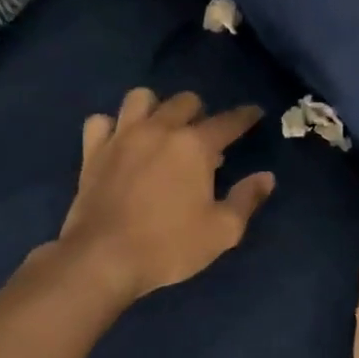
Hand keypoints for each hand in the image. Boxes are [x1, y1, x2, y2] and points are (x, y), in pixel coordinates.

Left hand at [52, 88, 276, 303]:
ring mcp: (122, 137)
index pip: (228, 122)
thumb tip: (266, 177)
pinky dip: (112, 126)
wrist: (103, 259)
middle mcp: (159, 130)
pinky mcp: (92, 151)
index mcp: (195, 146)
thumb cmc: (169, 246)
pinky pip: (101, 121)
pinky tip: (120, 142)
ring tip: (160, 129)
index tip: (254, 113)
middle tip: (203, 137)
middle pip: (184, 101)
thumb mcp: (222, 231)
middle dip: (200, 112)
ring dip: (155, 108)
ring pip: (140, 98)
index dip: (245, 116)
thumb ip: (246, 199)